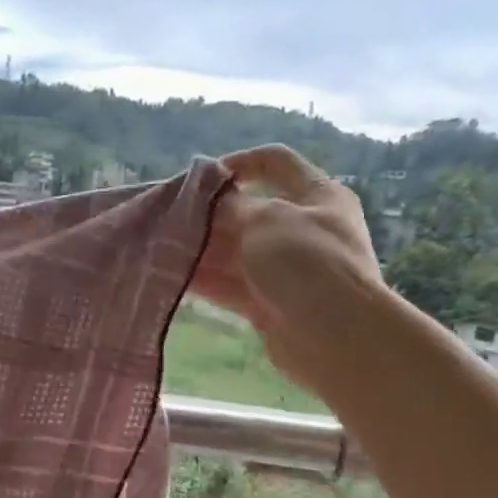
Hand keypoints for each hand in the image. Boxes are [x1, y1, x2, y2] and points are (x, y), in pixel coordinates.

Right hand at [192, 145, 391, 397]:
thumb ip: (233, 207)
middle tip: (167, 219)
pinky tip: (174, 278)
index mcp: (316, 195)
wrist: (335, 334)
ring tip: (161, 249)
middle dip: (209, 215)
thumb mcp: (266, 220)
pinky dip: (206, 281)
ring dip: (201, 250)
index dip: (238, 162)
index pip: (276, 162)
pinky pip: (232, 286)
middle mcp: (303, 228)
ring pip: (235, 252)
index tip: (200, 177)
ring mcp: (286, 270)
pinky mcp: (270, 304)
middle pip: (248, 212)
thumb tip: (212, 200)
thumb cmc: (306, 262)